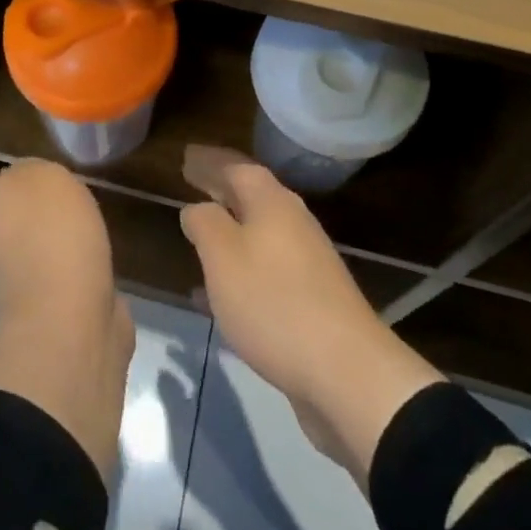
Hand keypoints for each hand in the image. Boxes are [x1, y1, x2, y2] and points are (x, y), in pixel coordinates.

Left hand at [0, 131, 134, 476]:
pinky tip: (65, 218)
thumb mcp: (41, 177)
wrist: (67, 320)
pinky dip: (39, 229)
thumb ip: (28, 172)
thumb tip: (24, 190)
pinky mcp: (36, 290)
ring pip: (1, 225)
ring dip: (13, 203)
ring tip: (39, 181)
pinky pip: (30, 247)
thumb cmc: (46, 233)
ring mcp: (4, 270)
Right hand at [180, 146, 443, 486]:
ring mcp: (306, 261)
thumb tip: (197, 207)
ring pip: (258, 233)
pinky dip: (240, 269)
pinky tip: (217, 295)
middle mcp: (293, 221)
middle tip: (190, 185)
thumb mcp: (223, 257)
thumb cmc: (274, 302)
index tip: (184, 158)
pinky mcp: (311, 299)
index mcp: (271, 202)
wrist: (346, 372)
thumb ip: (205, 223)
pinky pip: (265, 269)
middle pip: (251, 195)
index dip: (209, 161)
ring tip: (199, 235)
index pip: (236, 166)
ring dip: (229, 230)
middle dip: (220, 190)